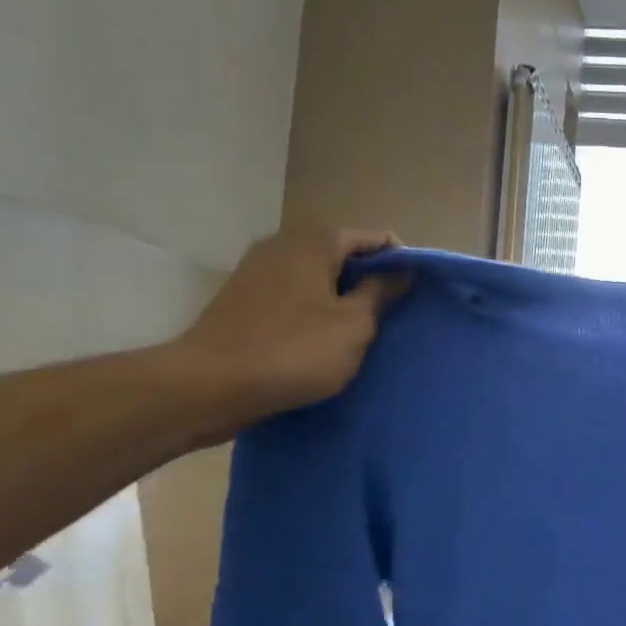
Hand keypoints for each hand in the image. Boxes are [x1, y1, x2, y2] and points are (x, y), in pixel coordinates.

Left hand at [170, 226, 404, 431]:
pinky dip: (313, 310)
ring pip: (316, 277)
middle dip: (370, 280)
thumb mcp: (353, 325)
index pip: (374, 239)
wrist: (210, 386)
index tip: (416, 293)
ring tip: (361, 331)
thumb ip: (380, 293)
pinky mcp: (242, 299)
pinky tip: (322, 340)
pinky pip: (293, 296)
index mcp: (315, 242)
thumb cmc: (294, 351)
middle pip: (343, 255)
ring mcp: (257, 271)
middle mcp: (283, 245)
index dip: (400, 262)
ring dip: (341, 298)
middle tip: (392, 315)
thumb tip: (402, 272)